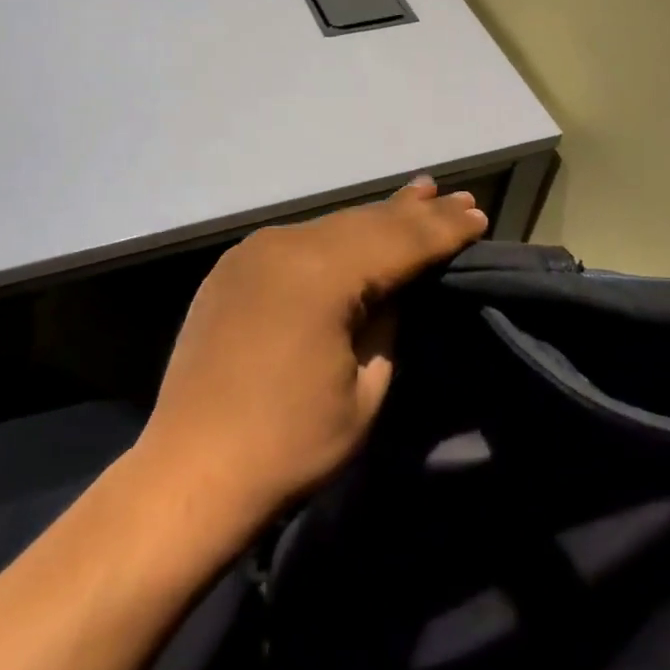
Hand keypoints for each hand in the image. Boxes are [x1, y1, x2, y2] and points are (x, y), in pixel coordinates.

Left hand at [136, 177, 488, 531]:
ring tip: (418, 196)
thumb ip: (387, 325)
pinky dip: (335, 236)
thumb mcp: (364, 390)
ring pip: (331, 226)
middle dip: (416, 212)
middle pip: (366, 222)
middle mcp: (284, 245)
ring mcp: (252, 252)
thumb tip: (394, 290)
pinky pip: (298, 241)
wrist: (190, 473)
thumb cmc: (290, 445)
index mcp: (321, 274)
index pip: (399, 241)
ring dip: (377, 218)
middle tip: (458, 198)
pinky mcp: (232, 268)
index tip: (479, 216)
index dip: (442, 230)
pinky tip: (354, 231)